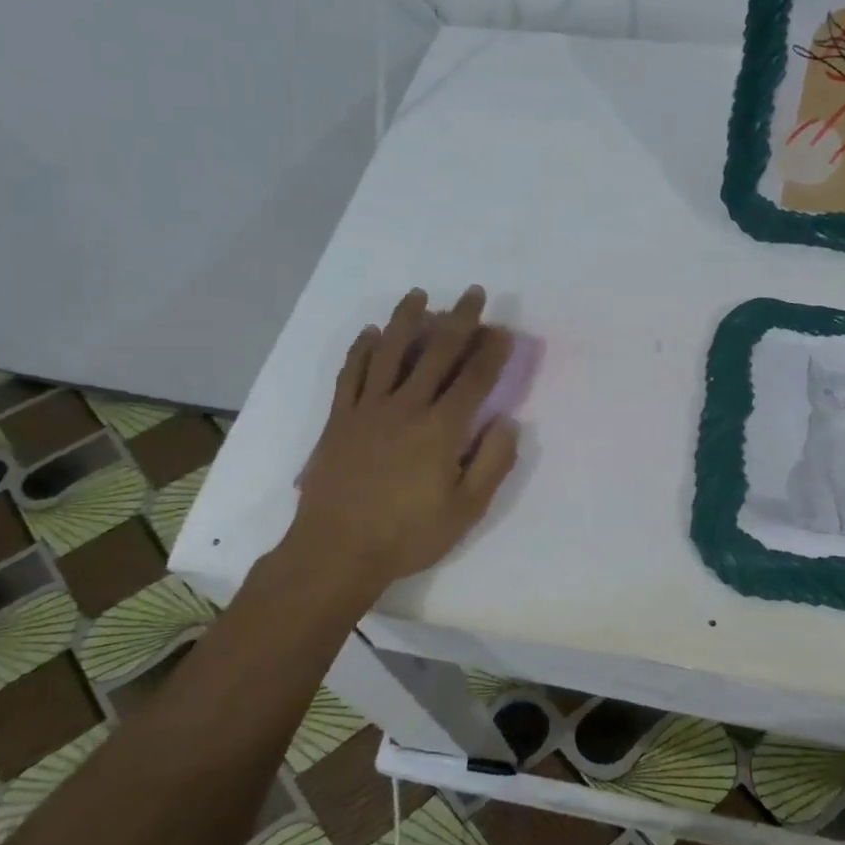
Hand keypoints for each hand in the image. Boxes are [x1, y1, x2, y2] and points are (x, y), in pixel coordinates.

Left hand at [290, 287, 519, 591]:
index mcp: (441, 429)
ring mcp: (368, 409)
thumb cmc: (408, 534)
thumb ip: (492, 463)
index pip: (474, 379)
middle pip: (437, 353)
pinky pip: (351, 374)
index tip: (503, 330)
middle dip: (460, 320)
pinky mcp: (340, 418)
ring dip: (406, 320)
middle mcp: (406, 407)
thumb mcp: (466, 510)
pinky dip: (361, 349)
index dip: (491, 352)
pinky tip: (370, 332)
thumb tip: (507, 420)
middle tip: (474, 293)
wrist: (337, 550)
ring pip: (389, 352)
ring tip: (419, 295)